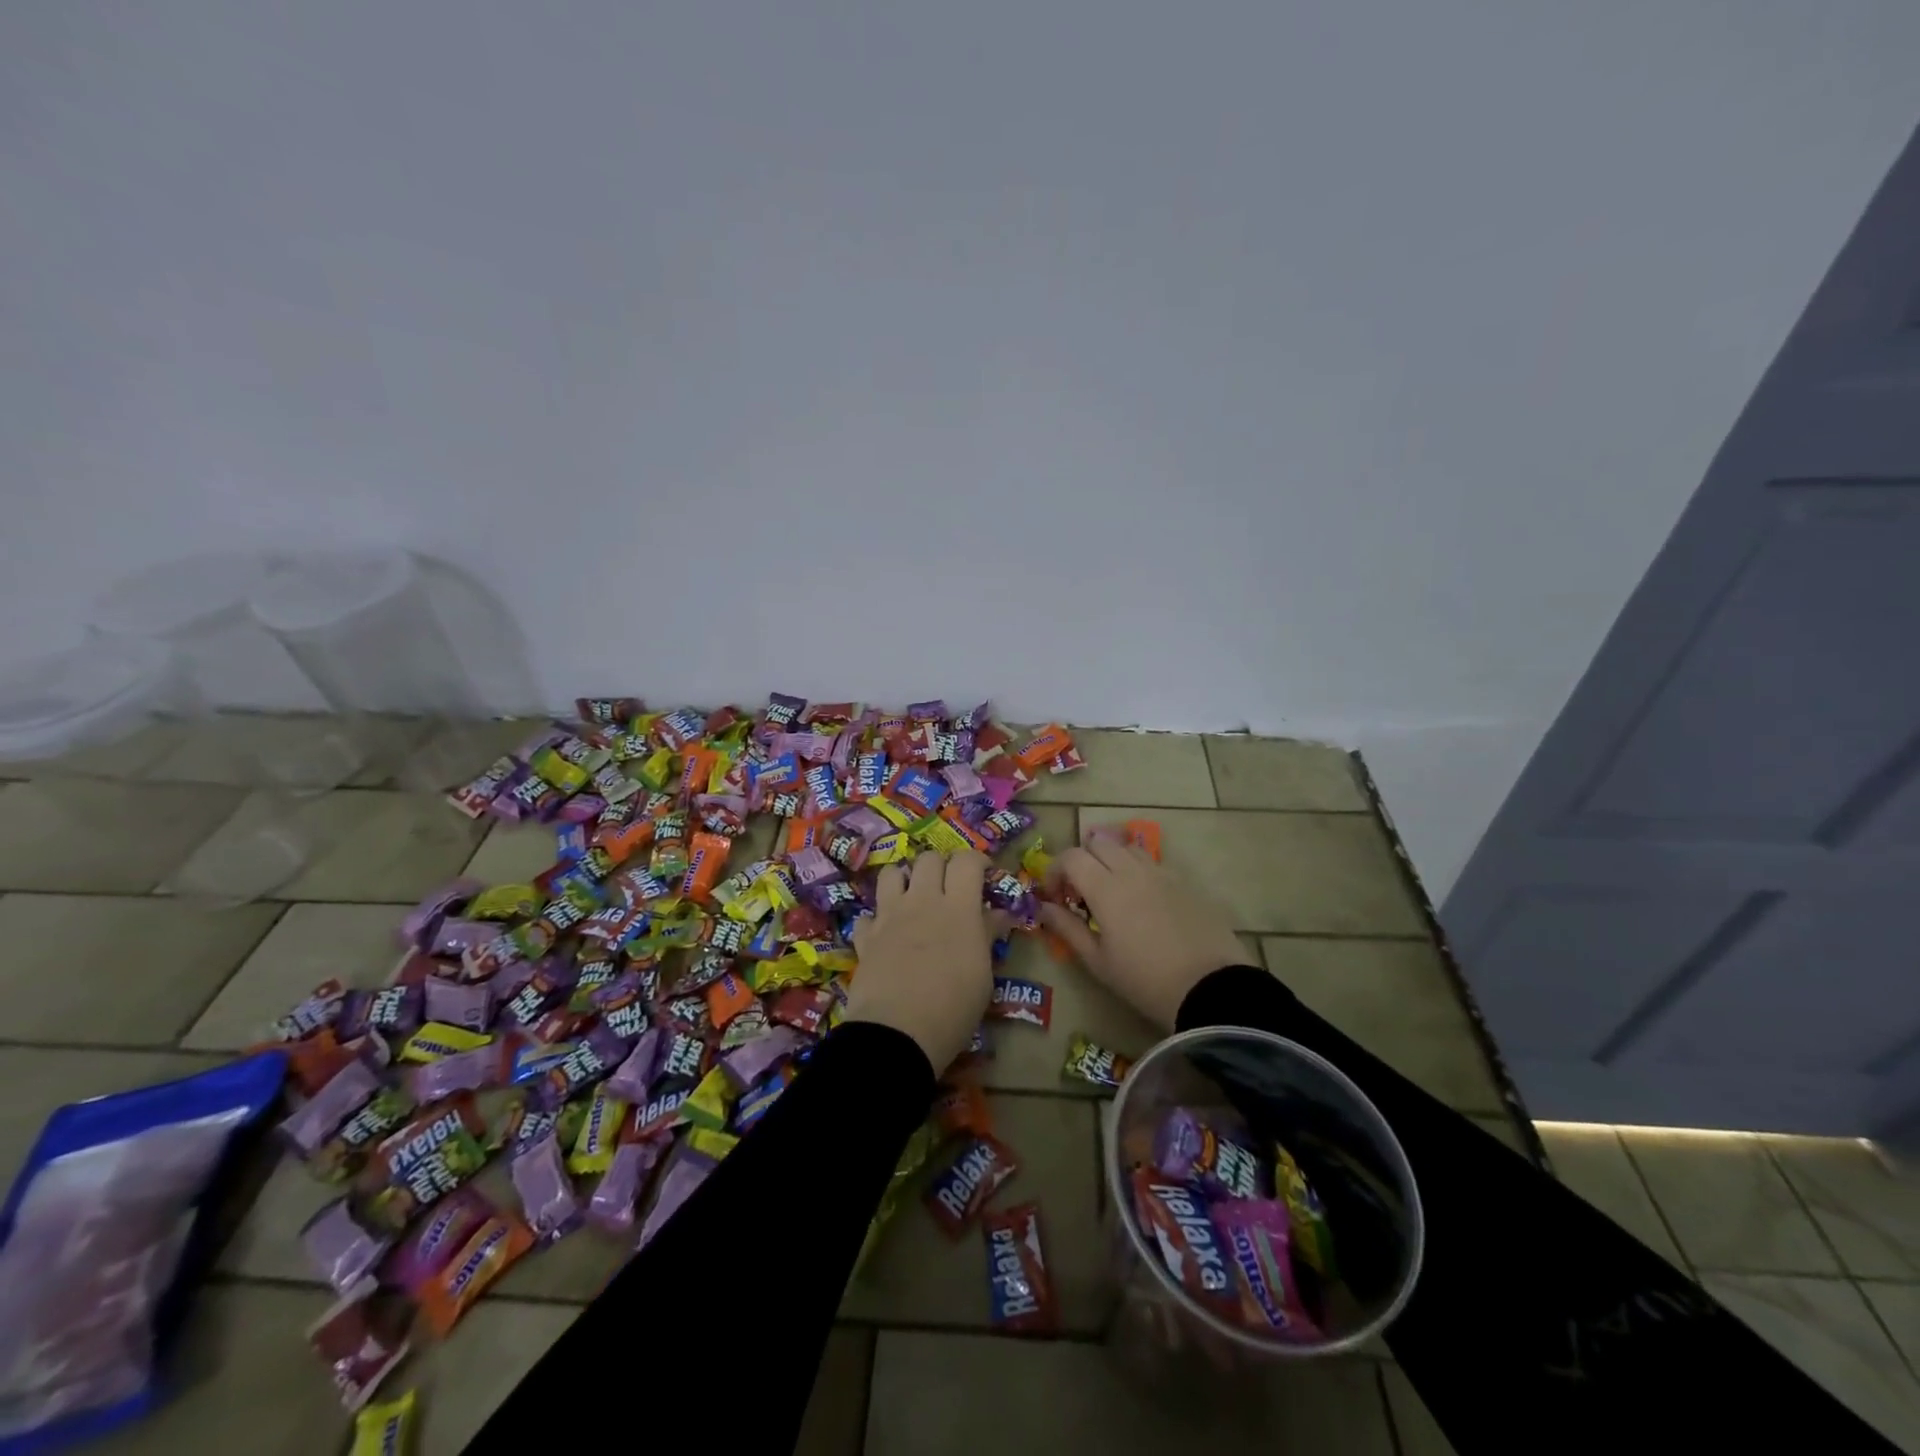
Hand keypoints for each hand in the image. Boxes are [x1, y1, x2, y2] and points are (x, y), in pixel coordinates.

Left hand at [845, 850, 996, 1071]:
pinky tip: (885, 935)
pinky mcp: (866, 936)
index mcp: (958, 907)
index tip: (984, 875)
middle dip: (942, 866)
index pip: (967, 861)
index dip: (977, 861)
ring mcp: (889, 916)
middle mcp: (922, 901)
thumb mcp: (983, 975)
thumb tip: (998, 914)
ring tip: (913, 899)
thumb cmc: (953, 1008)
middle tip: (949, 888)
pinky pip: (868, 914)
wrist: (897, 1034)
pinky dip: (877, 920)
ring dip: (905, 880)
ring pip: (892, 873)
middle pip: (929, 859)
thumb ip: (987, 936)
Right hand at [1040, 836, 1246, 1028]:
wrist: (1211, 988)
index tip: (1055, 896)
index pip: (1071, 856)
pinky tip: (1143, 901)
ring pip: (1127, 848)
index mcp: (1105, 888)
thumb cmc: (1145, 980)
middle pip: (1098, 843)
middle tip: (1081, 892)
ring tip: (1112, 892)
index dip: (1055, 870)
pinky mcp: (1185, 882)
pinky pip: (1153, 863)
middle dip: (1082, 860)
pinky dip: (1138, 871)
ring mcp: (1162, 873)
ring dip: (1111, 860)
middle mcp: (1132, 870)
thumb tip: (1043, 907)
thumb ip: (1067, 928)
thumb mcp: (1098, 962)